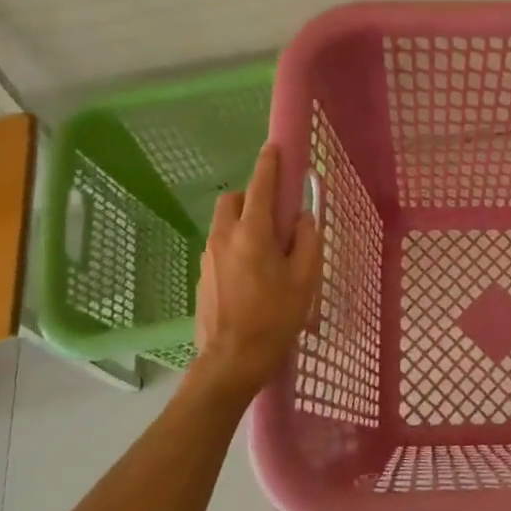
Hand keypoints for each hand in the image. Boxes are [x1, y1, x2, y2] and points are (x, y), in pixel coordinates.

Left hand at [189, 143, 321, 408]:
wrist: (230, 362)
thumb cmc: (274, 319)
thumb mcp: (305, 279)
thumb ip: (307, 240)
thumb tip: (303, 218)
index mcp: (252, 233)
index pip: (260, 186)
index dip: (269, 164)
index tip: (275, 148)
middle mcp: (224, 237)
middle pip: (233, 199)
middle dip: (251, 196)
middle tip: (275, 217)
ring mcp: (208, 256)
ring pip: (224, 222)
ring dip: (243, 222)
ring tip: (267, 251)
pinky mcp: (202, 275)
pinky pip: (220, 245)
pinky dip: (235, 244)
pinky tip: (252, 274)